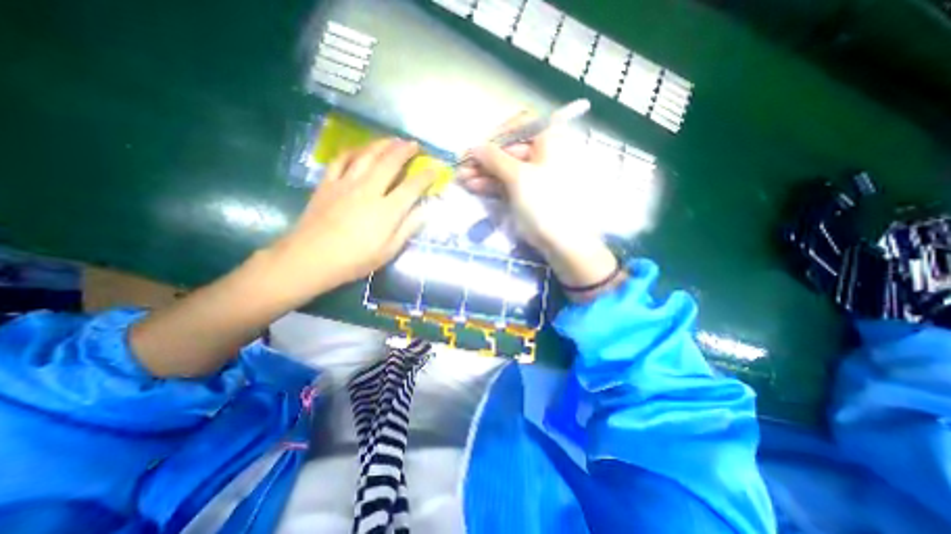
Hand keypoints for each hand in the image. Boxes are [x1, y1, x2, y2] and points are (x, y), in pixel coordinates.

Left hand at [268, 138, 435, 296]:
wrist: (311, 258)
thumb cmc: (355, 259)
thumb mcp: (389, 251)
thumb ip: (408, 228)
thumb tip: (426, 210)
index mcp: (387, 210)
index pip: (412, 187)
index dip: (426, 176)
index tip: (435, 170)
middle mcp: (369, 190)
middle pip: (390, 163)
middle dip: (405, 151)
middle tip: (415, 144)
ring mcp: (346, 184)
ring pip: (366, 155)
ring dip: (382, 144)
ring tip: (393, 140)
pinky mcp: (327, 183)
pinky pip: (341, 159)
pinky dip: (353, 151)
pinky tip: (360, 150)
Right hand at [459, 112, 620, 294]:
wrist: (561, 242)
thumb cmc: (544, 203)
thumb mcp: (518, 177)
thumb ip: (494, 158)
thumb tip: (475, 147)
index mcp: (549, 141)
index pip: (520, 125)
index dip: (497, 134)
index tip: (479, 148)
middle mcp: (543, 154)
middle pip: (509, 149)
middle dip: (484, 158)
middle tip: (462, 167)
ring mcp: (535, 176)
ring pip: (505, 168)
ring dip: (483, 173)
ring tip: (462, 179)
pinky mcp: (527, 194)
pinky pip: (507, 183)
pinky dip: (490, 184)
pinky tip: (472, 187)